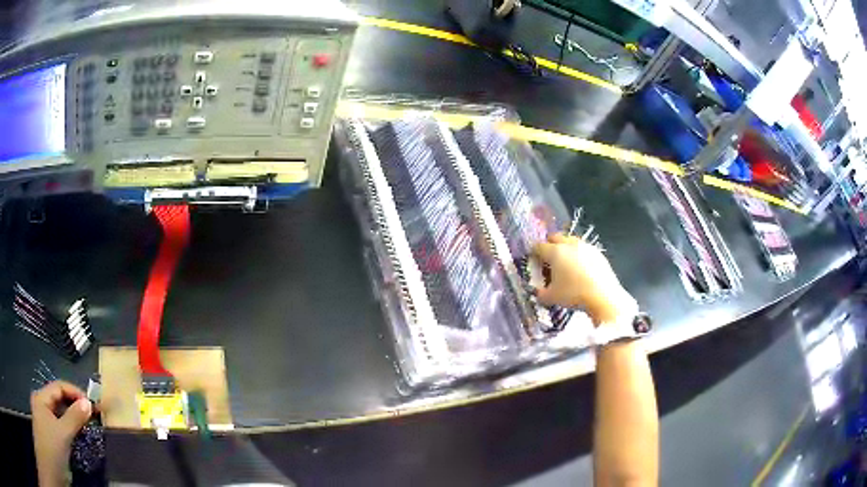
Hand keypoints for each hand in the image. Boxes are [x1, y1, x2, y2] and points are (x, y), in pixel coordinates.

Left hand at [31, 381, 92, 486]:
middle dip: (76, 407)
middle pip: (60, 401)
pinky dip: (72, 432)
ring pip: (62, 416)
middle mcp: (43, 406)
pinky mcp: (53, 437)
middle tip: (94, 416)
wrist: (52, 462)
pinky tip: (80, 440)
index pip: (59, 387)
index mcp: (42, 397)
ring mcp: (47, 422)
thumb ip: (74, 418)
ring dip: (75, 421)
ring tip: (89, 428)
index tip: (93, 405)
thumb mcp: (62, 433)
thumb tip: (88, 403)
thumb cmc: (51, 444)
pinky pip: (63, 429)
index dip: (75, 393)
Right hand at [531, 233, 633, 324]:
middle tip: (548, 259)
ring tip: (566, 264)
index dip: (533, 253)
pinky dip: (579, 256)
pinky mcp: (599, 254)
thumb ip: (540, 294)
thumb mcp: (551, 298)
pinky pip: (584, 250)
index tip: (533, 260)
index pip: (539, 246)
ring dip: (566, 249)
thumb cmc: (573, 294)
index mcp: (555, 252)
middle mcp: (570, 245)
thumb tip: (538, 293)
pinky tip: (581, 270)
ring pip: (572, 242)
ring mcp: (586, 247)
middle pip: (556, 237)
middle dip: (550, 245)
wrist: (603, 296)